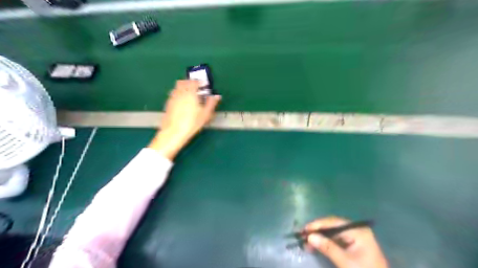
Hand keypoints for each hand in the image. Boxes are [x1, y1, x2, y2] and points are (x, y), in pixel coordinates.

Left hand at [149, 80, 220, 159]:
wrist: (174, 132)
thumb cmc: (192, 123)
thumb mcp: (205, 114)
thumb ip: (211, 103)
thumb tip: (217, 96)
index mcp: (190, 93)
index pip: (194, 82)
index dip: (199, 82)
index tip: (203, 85)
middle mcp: (180, 93)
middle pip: (183, 82)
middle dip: (190, 82)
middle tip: (196, 88)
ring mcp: (172, 98)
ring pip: (177, 87)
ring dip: (183, 88)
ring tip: (189, 95)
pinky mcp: (168, 104)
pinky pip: (174, 94)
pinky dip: (178, 94)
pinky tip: (182, 103)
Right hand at [307, 215, 386, 267]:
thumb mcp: (345, 262)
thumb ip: (327, 247)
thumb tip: (309, 236)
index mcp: (357, 230)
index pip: (334, 222)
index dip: (318, 224)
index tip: (305, 229)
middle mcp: (355, 230)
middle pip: (332, 226)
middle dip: (317, 230)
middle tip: (303, 235)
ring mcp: (354, 237)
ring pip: (332, 233)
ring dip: (319, 237)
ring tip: (306, 242)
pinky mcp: (352, 245)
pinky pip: (335, 240)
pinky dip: (324, 242)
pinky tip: (315, 246)